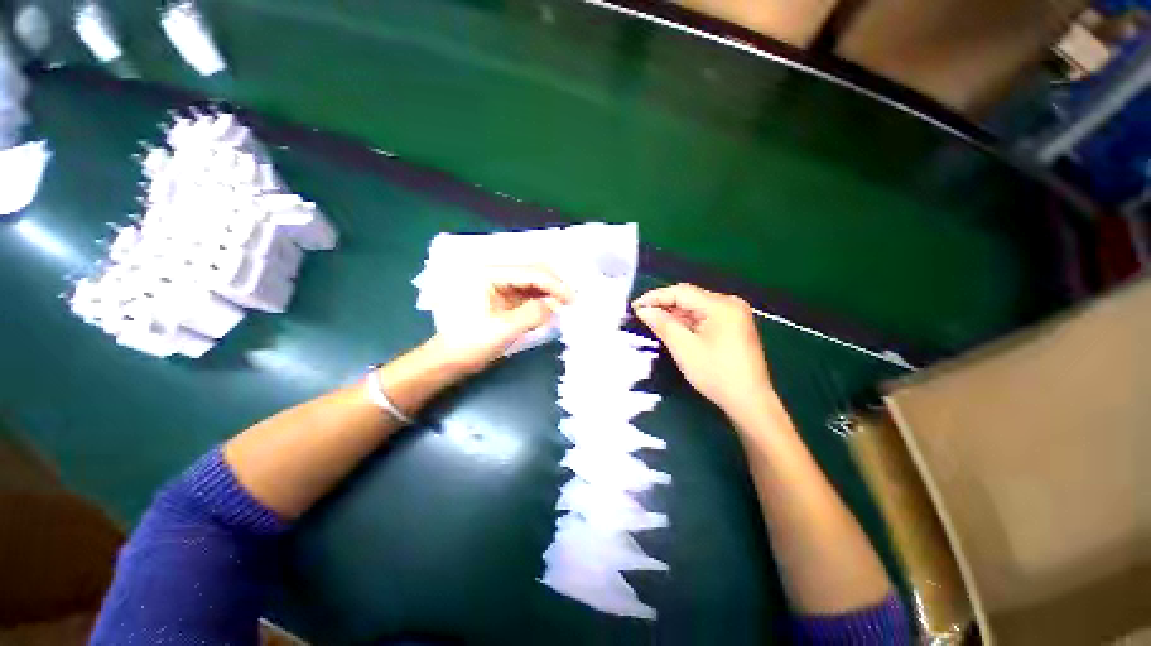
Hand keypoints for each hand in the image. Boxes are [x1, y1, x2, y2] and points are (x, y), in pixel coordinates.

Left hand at [431, 266, 572, 374]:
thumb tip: (556, 305)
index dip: (554, 284)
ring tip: (567, 304)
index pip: (529, 272)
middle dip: (555, 284)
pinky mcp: (503, 295)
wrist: (451, 359)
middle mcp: (494, 272)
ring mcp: (499, 283)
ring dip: (550, 291)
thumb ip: (532, 314)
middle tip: (573, 301)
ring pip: (533, 280)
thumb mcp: (503, 330)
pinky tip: (554, 307)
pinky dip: (543, 298)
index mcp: (488, 274)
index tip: (572, 299)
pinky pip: (529, 292)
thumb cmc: (471, 343)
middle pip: (533, 270)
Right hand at [633, 283, 773, 415]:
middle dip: (664, 305)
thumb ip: (662, 324)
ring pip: (696, 308)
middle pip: (689, 298)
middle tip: (642, 315)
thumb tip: (644, 311)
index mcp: (721, 305)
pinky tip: (673, 328)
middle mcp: (730, 304)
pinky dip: (687, 322)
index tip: (635, 306)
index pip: (681, 292)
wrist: (749, 401)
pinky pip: (704, 317)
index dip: (655, 297)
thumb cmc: (716, 373)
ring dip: (674, 314)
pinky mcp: (733, 327)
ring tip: (653, 321)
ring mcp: (734, 316)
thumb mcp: (684, 348)